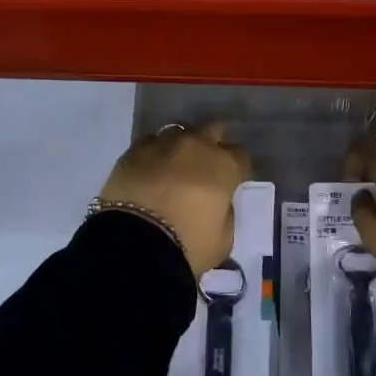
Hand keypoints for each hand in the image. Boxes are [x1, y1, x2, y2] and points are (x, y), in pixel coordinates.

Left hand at [98, 124, 251, 276]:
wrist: (135, 244)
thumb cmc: (188, 244)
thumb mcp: (223, 239)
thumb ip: (225, 214)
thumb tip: (219, 204)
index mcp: (224, 166)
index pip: (241, 155)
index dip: (238, 168)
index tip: (232, 181)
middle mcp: (197, 146)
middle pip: (212, 130)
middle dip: (213, 144)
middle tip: (206, 165)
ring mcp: (163, 144)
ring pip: (179, 132)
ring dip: (182, 146)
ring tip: (176, 165)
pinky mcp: (133, 151)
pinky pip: (150, 142)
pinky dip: (154, 152)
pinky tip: (151, 167)